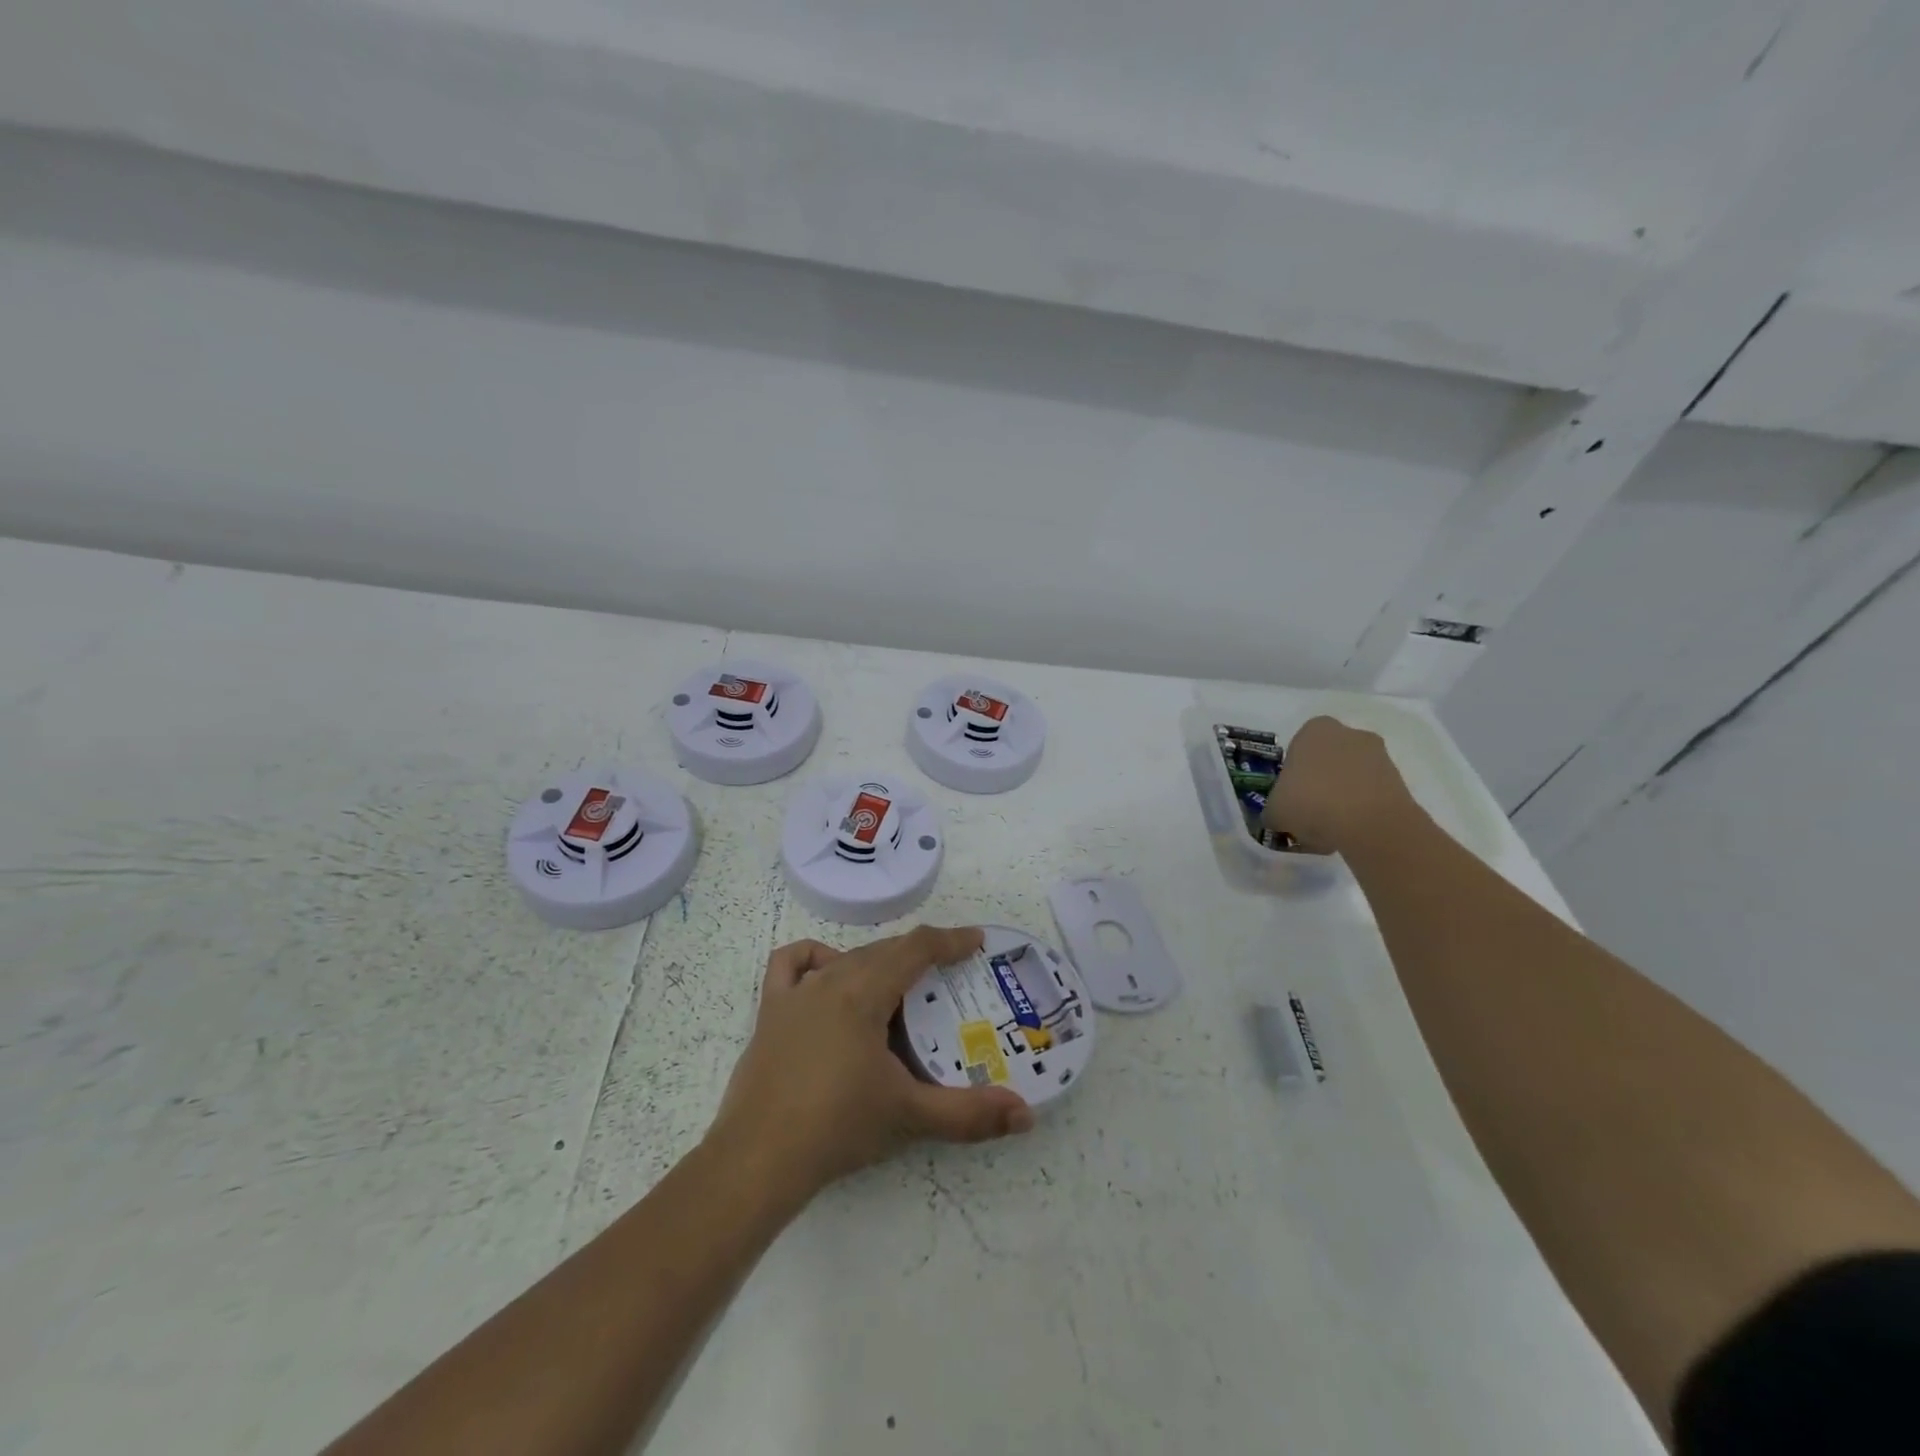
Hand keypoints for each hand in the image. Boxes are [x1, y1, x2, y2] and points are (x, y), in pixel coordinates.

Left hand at [708, 925, 1034, 1207]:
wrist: (757, 1160)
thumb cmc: (837, 1128)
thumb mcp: (909, 1116)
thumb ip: (970, 1114)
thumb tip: (1026, 1116)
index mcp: (864, 993)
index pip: (915, 948)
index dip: (950, 940)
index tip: (976, 941)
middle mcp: (830, 980)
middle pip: (883, 951)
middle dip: (919, 955)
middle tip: (949, 975)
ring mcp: (795, 995)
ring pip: (846, 958)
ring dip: (877, 962)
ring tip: (898, 986)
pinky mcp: (769, 1013)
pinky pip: (791, 965)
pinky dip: (815, 959)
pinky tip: (827, 977)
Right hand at [1263, 715, 1420, 852]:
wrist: (1369, 824)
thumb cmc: (1311, 803)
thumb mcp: (1273, 810)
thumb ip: (1273, 809)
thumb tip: (1277, 817)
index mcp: (1314, 729)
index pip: (1297, 747)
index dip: (1292, 774)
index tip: (1290, 795)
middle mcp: (1349, 733)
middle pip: (1327, 759)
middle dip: (1319, 781)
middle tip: (1308, 810)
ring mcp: (1379, 755)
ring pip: (1350, 776)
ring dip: (1341, 796)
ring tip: (1330, 827)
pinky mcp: (1400, 780)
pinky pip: (1371, 792)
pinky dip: (1361, 808)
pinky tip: (1350, 831)